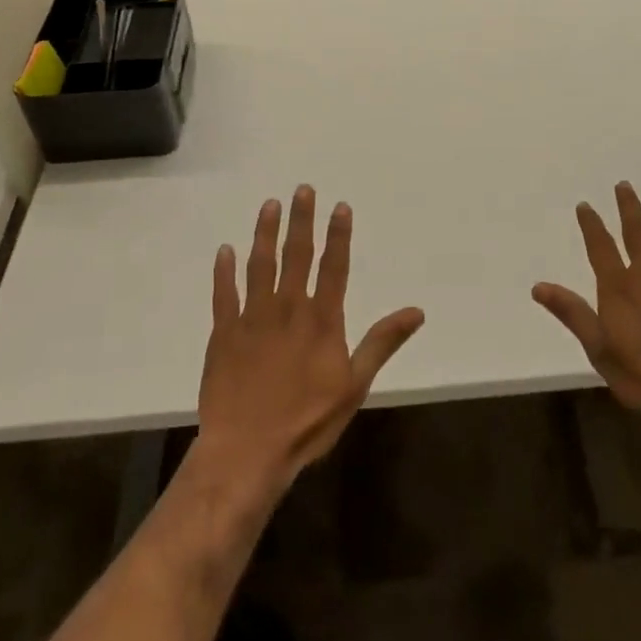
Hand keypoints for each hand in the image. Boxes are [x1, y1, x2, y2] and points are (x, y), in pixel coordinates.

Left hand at [196, 186, 424, 499]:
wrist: (248, 451)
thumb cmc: (307, 421)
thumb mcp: (355, 385)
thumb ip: (382, 342)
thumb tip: (416, 311)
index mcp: (321, 320)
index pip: (333, 266)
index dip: (338, 235)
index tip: (339, 206)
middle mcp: (287, 308)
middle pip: (296, 255)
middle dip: (301, 221)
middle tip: (302, 190)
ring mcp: (252, 318)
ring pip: (259, 265)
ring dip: (264, 233)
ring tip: (269, 205)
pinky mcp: (223, 333)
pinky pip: (223, 294)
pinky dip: (224, 271)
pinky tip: (225, 250)